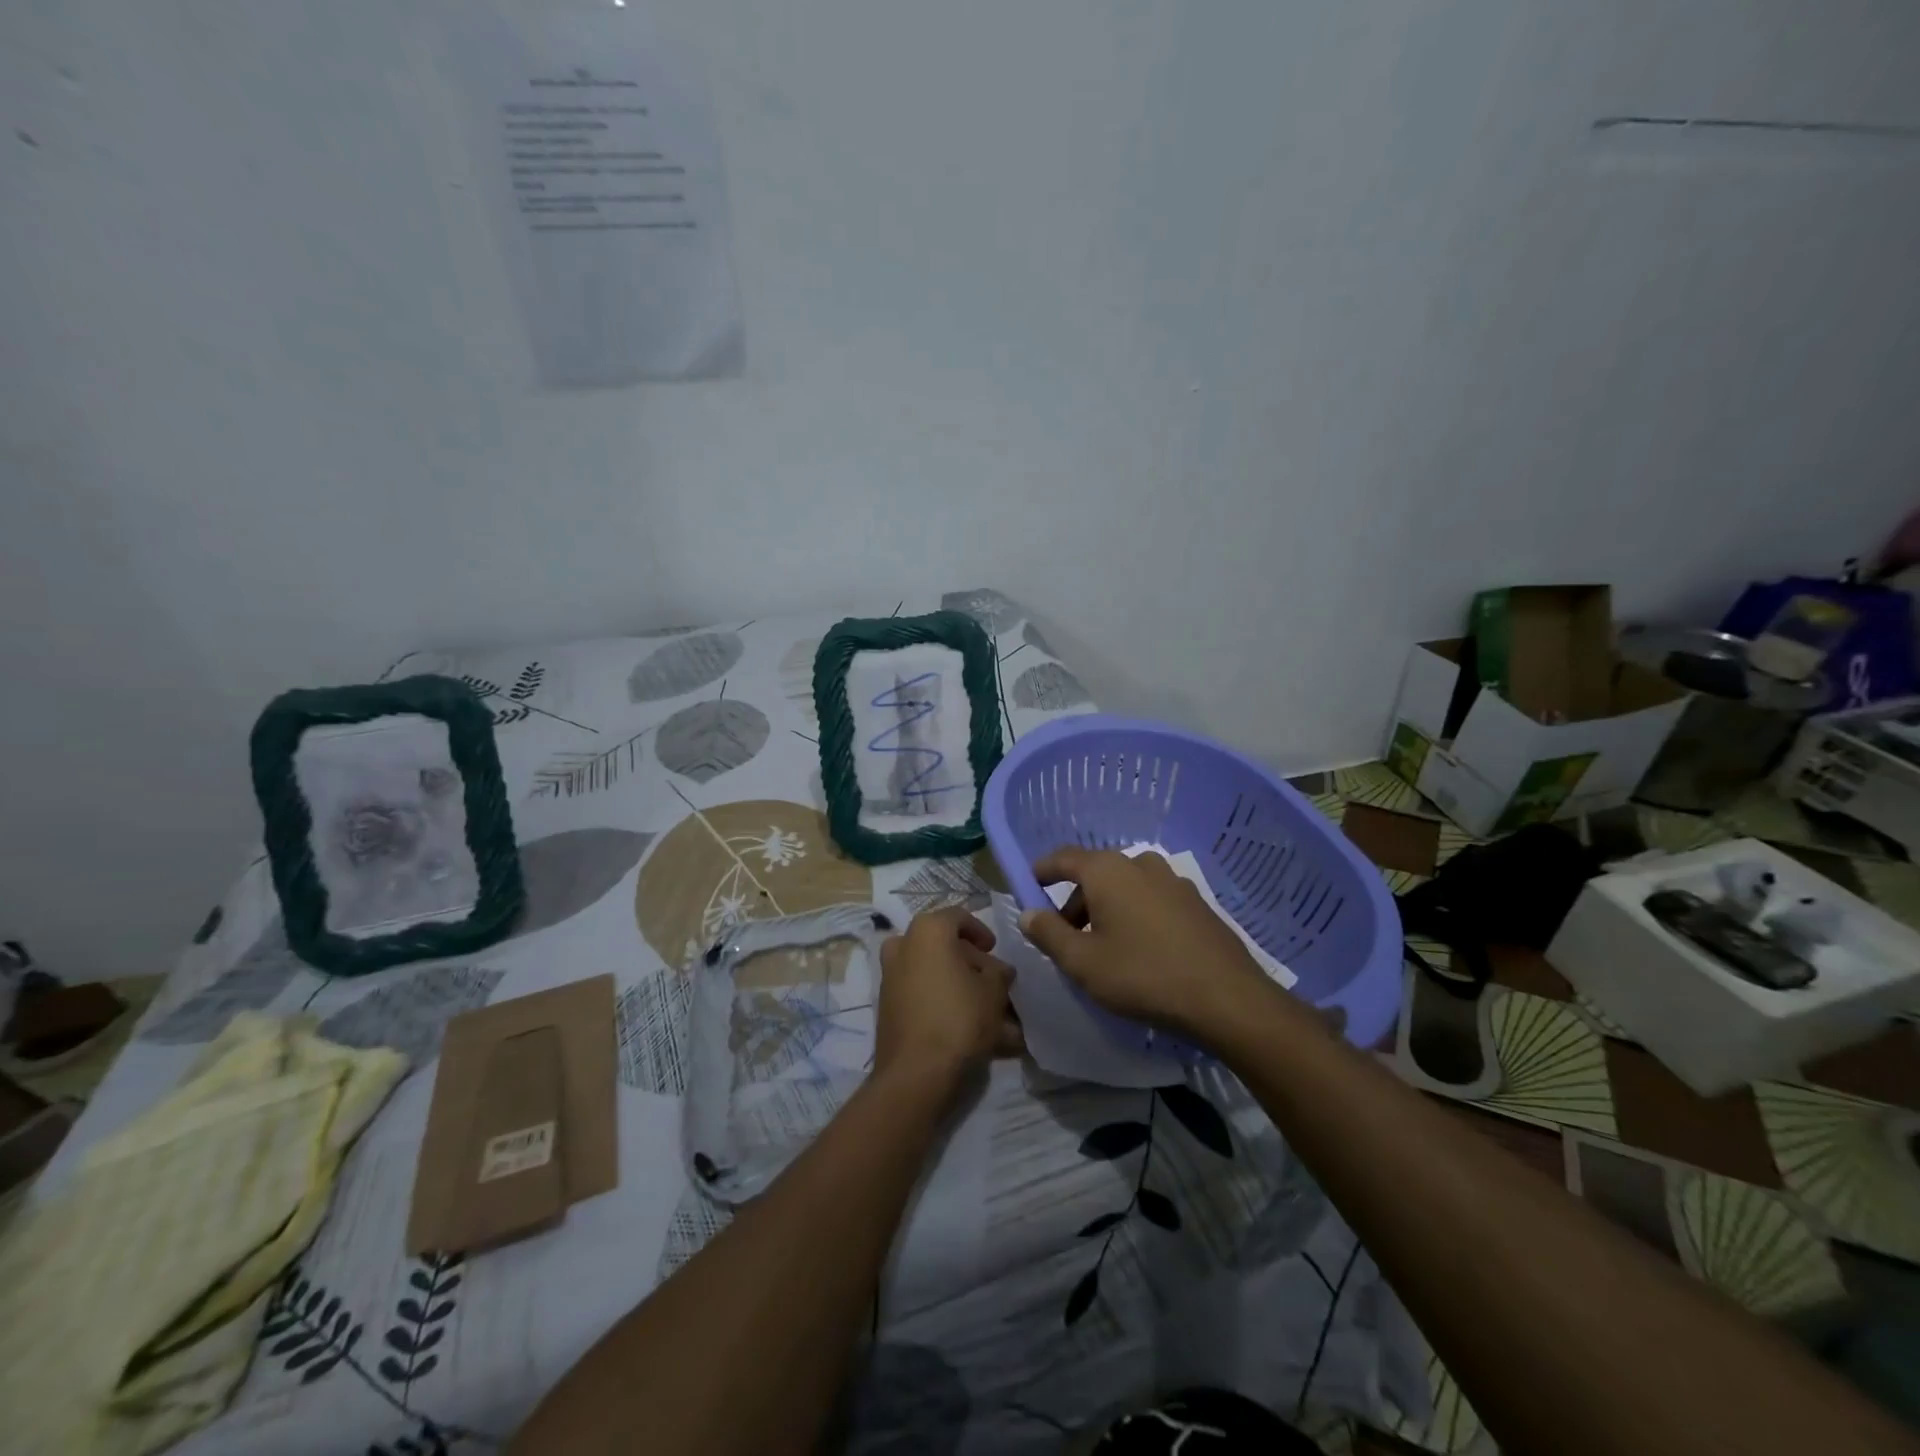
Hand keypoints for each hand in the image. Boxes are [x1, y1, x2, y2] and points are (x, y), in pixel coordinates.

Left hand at [874, 908, 1021, 1094]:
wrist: (916, 1072)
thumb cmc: (959, 1017)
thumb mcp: (994, 990)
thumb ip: (999, 972)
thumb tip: (998, 970)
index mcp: (928, 930)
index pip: (959, 917)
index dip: (981, 932)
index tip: (995, 950)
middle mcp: (903, 945)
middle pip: (944, 947)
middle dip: (972, 965)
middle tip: (994, 984)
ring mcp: (890, 977)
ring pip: (934, 974)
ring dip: (960, 988)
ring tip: (989, 1015)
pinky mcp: (887, 1006)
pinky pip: (922, 996)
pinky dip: (944, 1005)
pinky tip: (970, 1031)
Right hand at [1018, 847, 1278, 1040]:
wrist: (1226, 999)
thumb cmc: (1142, 976)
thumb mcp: (1082, 962)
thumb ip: (1048, 934)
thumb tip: (1028, 913)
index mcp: (1107, 871)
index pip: (1063, 858)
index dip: (1042, 871)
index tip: (1028, 886)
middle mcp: (1140, 864)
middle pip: (1095, 874)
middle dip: (1075, 901)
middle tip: (1066, 937)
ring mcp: (1173, 881)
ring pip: (1126, 887)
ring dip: (1107, 910)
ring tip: (1103, 948)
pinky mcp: (1196, 903)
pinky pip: (1152, 900)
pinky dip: (1135, 915)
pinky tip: (1140, 951)